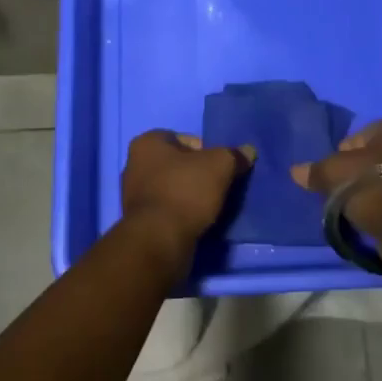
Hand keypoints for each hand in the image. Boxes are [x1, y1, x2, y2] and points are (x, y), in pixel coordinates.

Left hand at [119, 130, 252, 270]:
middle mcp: (134, 164)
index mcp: (147, 143)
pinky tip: (196, 222)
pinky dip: (181, 213)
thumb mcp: (219, 166)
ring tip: (211, 207)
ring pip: (172, 188)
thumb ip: (234, 155)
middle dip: (198, 174)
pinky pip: (167, 209)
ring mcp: (133, 194)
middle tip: (219, 187)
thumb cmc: (185, 191)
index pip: (185, 139)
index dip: (207, 151)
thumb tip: (248, 151)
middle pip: (178, 164)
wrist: (159, 240)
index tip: (221, 168)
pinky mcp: (139, 221)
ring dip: (190, 195)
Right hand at [290, 118, 381, 250]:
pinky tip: (373, 215)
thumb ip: (316, 171)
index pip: (354, 138)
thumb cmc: (372, 186)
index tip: (334, 177)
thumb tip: (295, 171)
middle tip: (342, 193)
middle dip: (356, 173)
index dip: (339, 158)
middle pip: (371, 157)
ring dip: (370, 190)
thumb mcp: (335, 175)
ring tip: (357, 208)